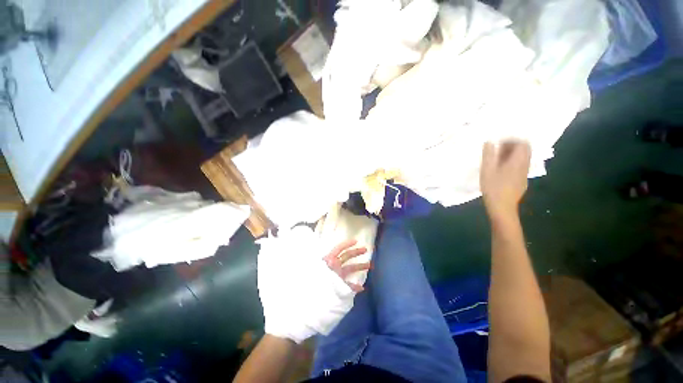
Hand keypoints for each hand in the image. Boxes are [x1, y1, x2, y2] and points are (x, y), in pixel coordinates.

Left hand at [257, 227, 368, 343]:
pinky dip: (354, 286)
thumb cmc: (311, 289)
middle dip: (356, 252)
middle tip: (366, 249)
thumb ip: (330, 269)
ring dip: (359, 267)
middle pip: (346, 257)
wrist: (304, 309)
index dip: (346, 244)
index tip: (356, 241)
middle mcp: (332, 268)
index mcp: (328, 262)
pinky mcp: (336, 288)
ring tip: (370, 266)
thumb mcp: (319, 274)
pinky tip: (361, 288)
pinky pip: (347, 285)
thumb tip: (335, 257)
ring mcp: (335, 278)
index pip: (338, 249)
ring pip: (349, 269)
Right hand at [480, 141, 531, 219]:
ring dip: (512, 155)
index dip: (513, 139)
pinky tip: (501, 169)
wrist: (502, 207)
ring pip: (523, 159)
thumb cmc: (493, 187)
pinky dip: (512, 162)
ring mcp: (524, 174)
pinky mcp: (521, 181)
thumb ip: (488, 154)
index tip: (500, 141)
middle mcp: (524, 166)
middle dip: (513, 146)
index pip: (523, 143)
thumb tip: (489, 141)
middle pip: (525, 150)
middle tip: (498, 148)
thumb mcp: (487, 170)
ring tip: (497, 158)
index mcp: (518, 161)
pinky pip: (520, 166)